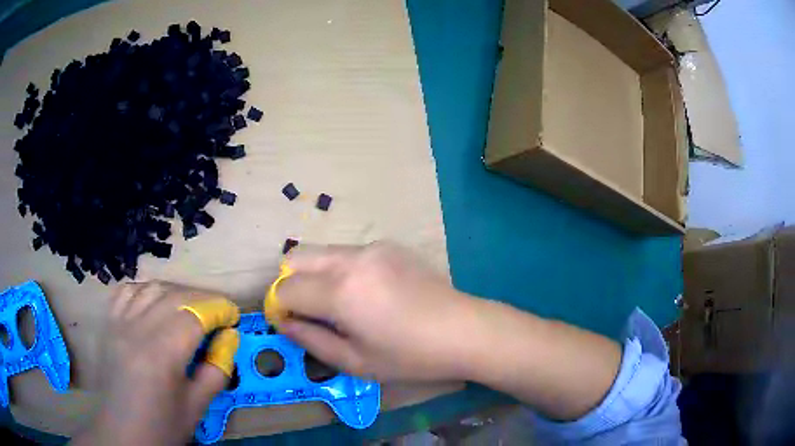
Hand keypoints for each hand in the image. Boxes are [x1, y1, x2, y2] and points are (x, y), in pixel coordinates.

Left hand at [73, 282, 239, 445]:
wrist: (124, 432)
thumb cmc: (163, 424)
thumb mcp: (197, 405)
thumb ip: (216, 369)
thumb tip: (230, 337)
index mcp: (162, 354)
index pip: (194, 315)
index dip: (218, 309)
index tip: (233, 316)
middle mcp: (137, 330)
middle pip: (174, 295)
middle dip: (202, 299)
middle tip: (218, 313)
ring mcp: (119, 323)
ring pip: (151, 287)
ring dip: (176, 291)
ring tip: (190, 307)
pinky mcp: (109, 324)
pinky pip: (127, 291)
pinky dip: (146, 290)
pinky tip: (155, 302)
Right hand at [276, 242, 474, 381]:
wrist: (464, 330)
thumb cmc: (410, 356)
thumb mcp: (355, 362)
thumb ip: (311, 339)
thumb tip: (283, 322)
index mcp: (340, 291)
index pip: (287, 287)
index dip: (279, 305)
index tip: (290, 322)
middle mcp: (351, 259)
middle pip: (296, 257)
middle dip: (291, 283)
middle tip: (309, 312)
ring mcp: (372, 246)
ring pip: (322, 252)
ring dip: (315, 275)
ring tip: (339, 305)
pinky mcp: (389, 245)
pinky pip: (348, 253)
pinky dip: (340, 270)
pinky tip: (368, 294)